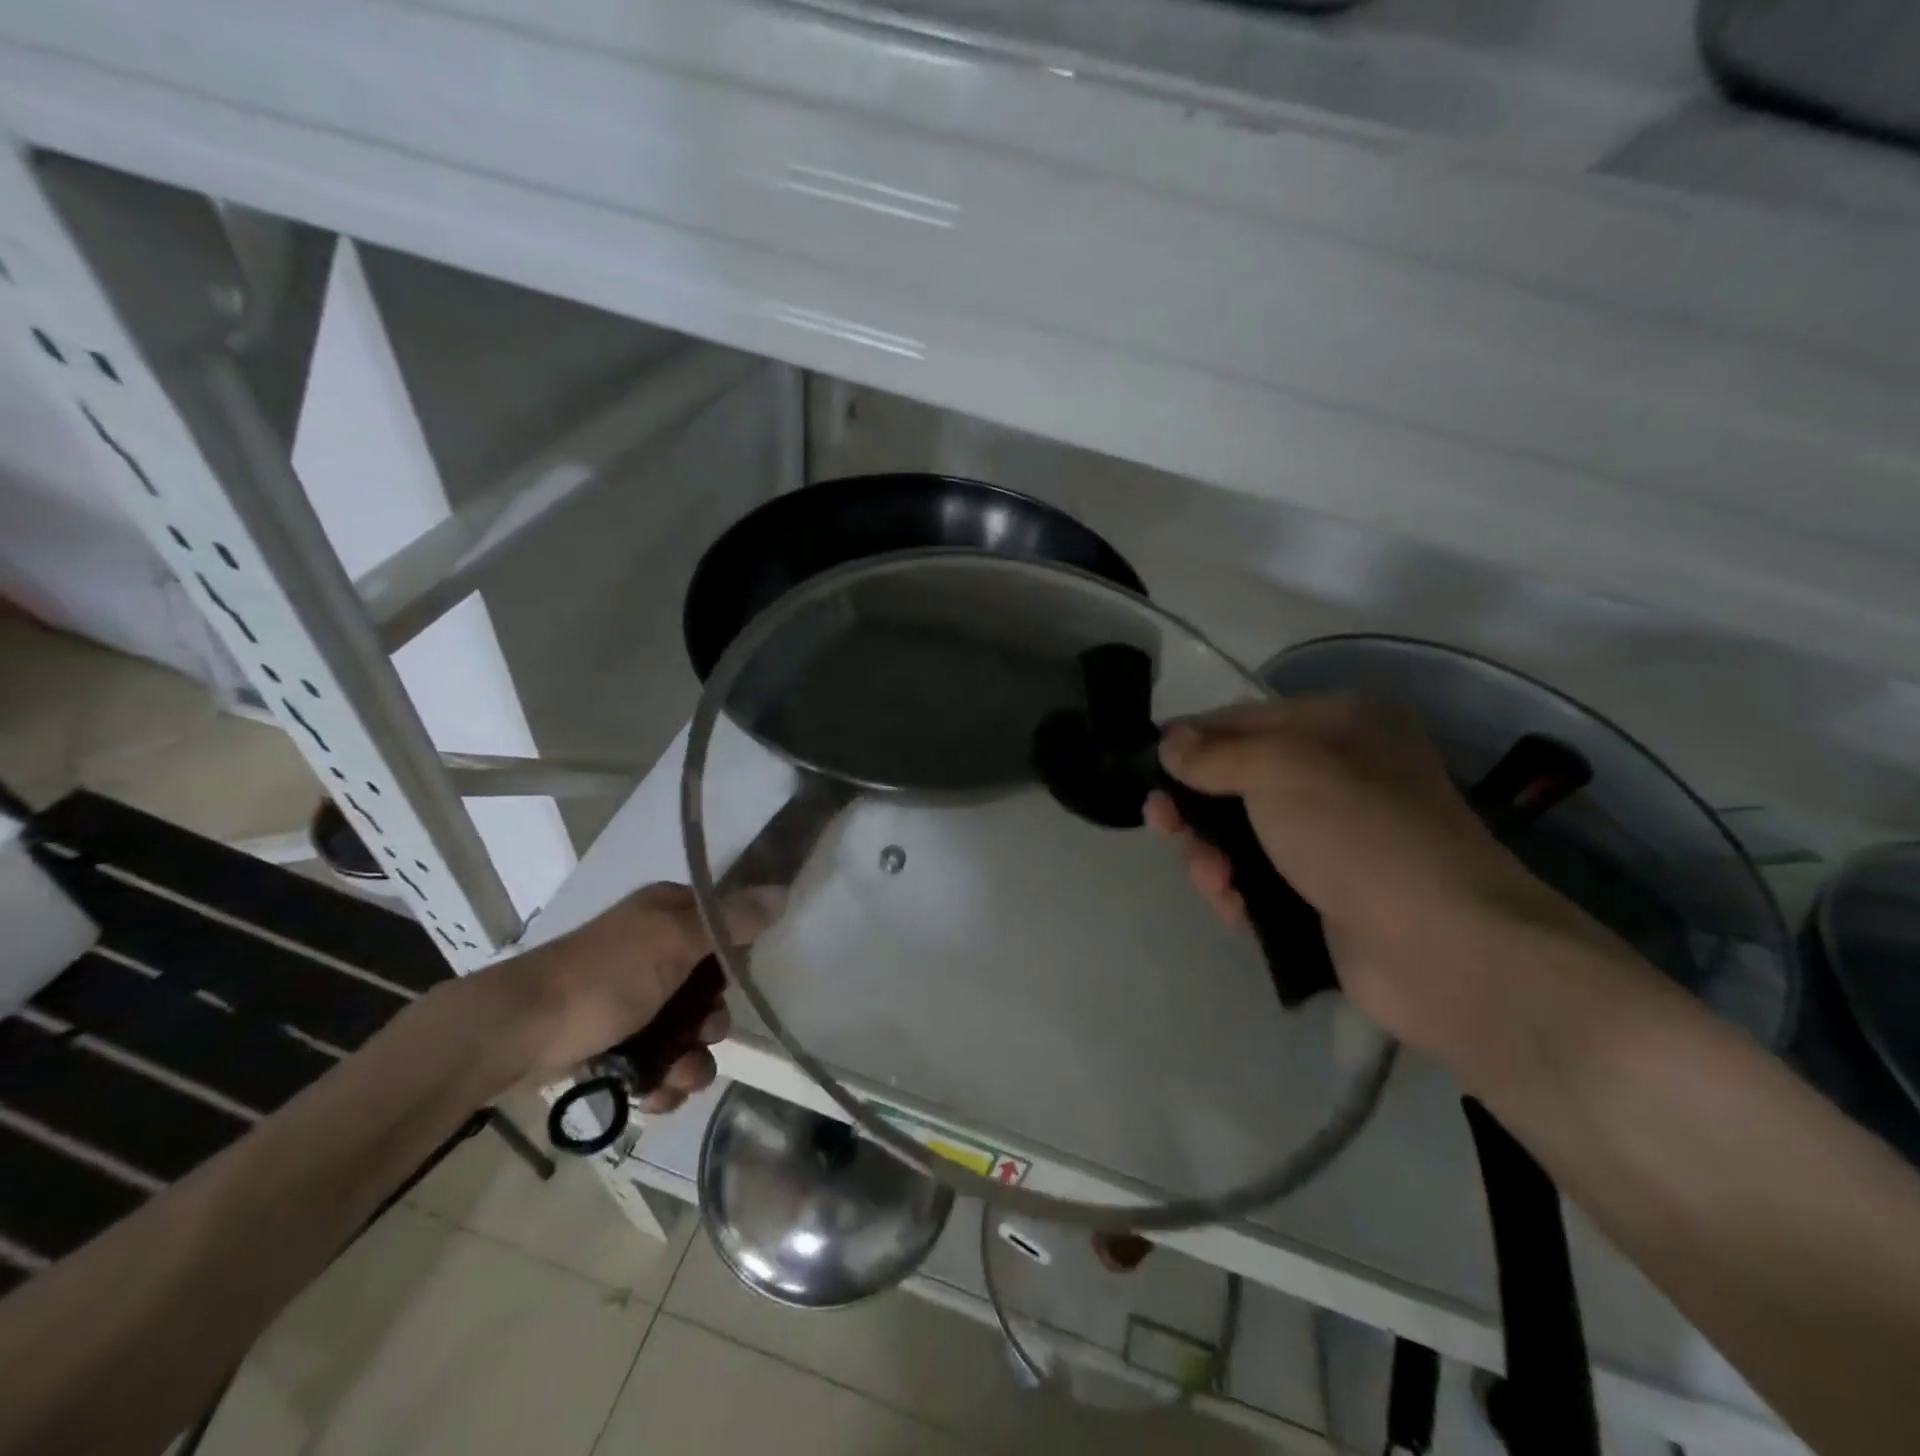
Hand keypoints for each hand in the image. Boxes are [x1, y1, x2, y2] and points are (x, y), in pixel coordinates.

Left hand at [476, 882, 781, 1111]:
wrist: (514, 1031)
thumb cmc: (604, 977)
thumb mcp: (676, 940)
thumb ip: (731, 922)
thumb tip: (782, 892)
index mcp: (666, 913)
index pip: (721, 924)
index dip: (736, 954)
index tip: (740, 980)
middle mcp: (651, 948)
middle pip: (707, 986)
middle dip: (713, 1022)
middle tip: (707, 1035)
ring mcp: (630, 995)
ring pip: (683, 1029)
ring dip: (691, 1060)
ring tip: (680, 1081)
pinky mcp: (610, 1037)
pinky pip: (654, 1059)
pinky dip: (661, 1079)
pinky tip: (657, 1097)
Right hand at [1148, 697, 1595, 1056]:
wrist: (1442, 947)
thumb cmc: (1358, 832)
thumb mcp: (1279, 770)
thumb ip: (1215, 753)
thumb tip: (1169, 743)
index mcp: (1340, 727)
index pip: (1245, 719)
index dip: (1192, 737)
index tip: (1147, 760)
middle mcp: (1340, 777)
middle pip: (1239, 781)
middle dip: (1195, 804)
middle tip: (1160, 822)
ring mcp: (1335, 841)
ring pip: (1244, 837)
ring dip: (1213, 855)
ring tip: (1213, 878)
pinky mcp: (1326, 897)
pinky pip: (1261, 883)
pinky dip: (1238, 892)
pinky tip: (1233, 906)